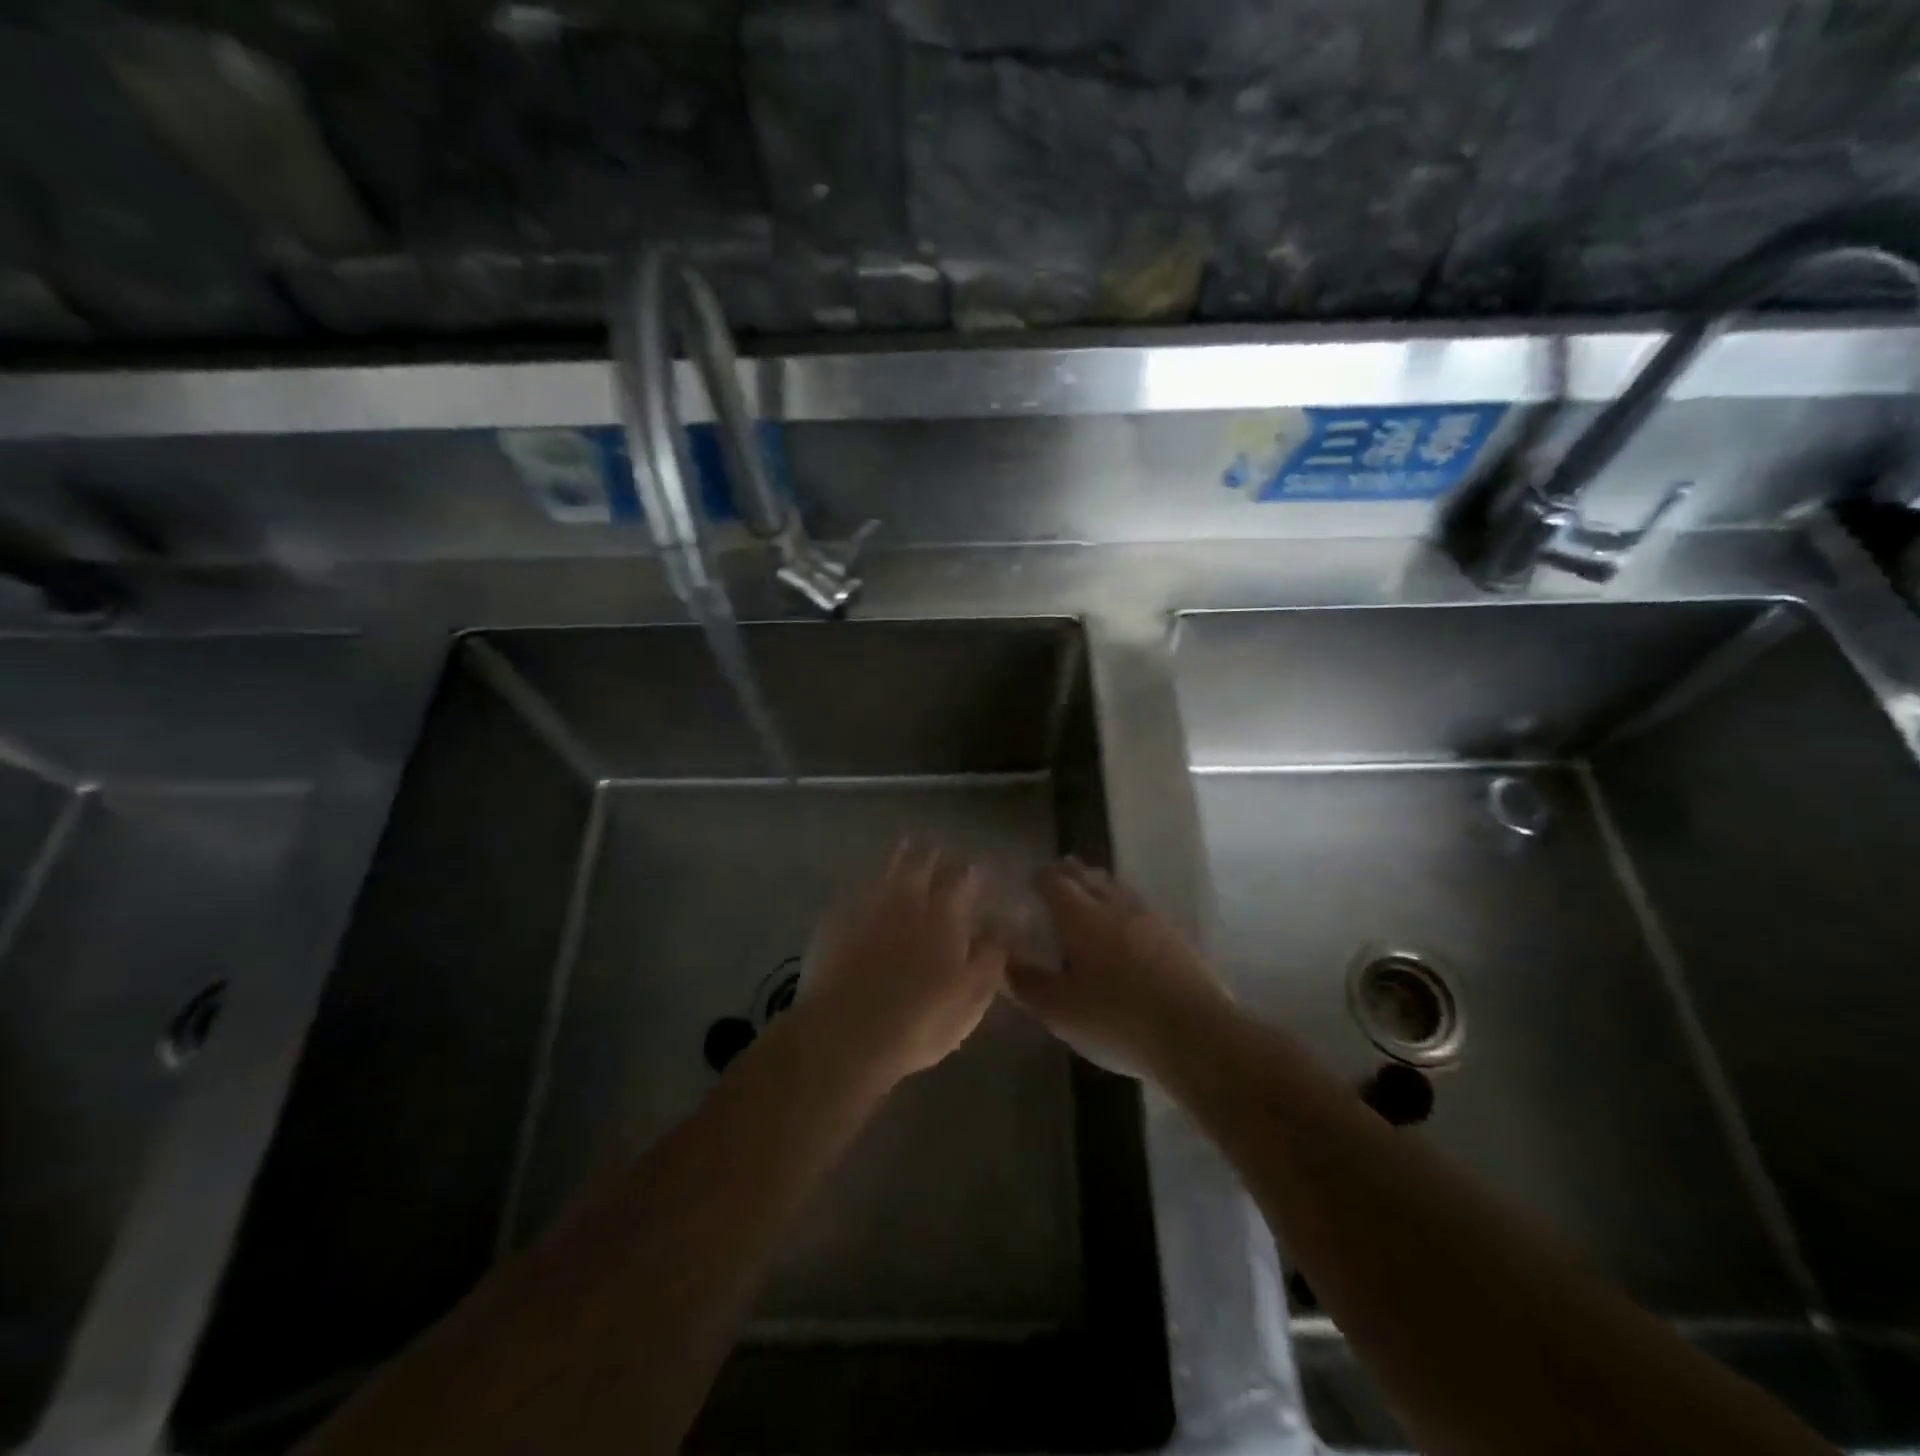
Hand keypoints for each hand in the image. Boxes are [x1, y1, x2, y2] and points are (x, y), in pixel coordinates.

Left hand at [802, 840, 1007, 1085]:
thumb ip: (992, 954)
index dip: (974, 872)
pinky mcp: (836, 922)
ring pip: (888, 870)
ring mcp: (869, 907)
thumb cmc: (921, 1021)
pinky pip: (856, 890)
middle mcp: (908, 901)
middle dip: (935, 856)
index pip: (965, 880)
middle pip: (924, 866)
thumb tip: (1006, 922)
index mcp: (946, 916)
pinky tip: (866, 885)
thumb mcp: (972, 996)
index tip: (979, 867)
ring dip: (899, 856)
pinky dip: (866, 882)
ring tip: (906, 845)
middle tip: (940, 850)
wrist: (846, 1035)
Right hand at [1008, 858, 1233, 1076]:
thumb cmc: (1115, 1018)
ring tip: (1091, 890)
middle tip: (1058, 875)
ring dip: (1100, 885)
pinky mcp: (1175, 936)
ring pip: (1117, 889)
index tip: (1030, 878)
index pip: (1054, 882)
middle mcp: (1114, 905)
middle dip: (1070, 873)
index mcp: (1080, 916)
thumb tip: (1004, 960)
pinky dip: (1124, 906)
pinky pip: (1141, 908)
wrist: (1194, 1033)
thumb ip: (1027, 983)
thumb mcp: (1059, 1010)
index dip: (1040, 877)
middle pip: (1089, 877)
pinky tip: (1127, 923)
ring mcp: (1149, 918)